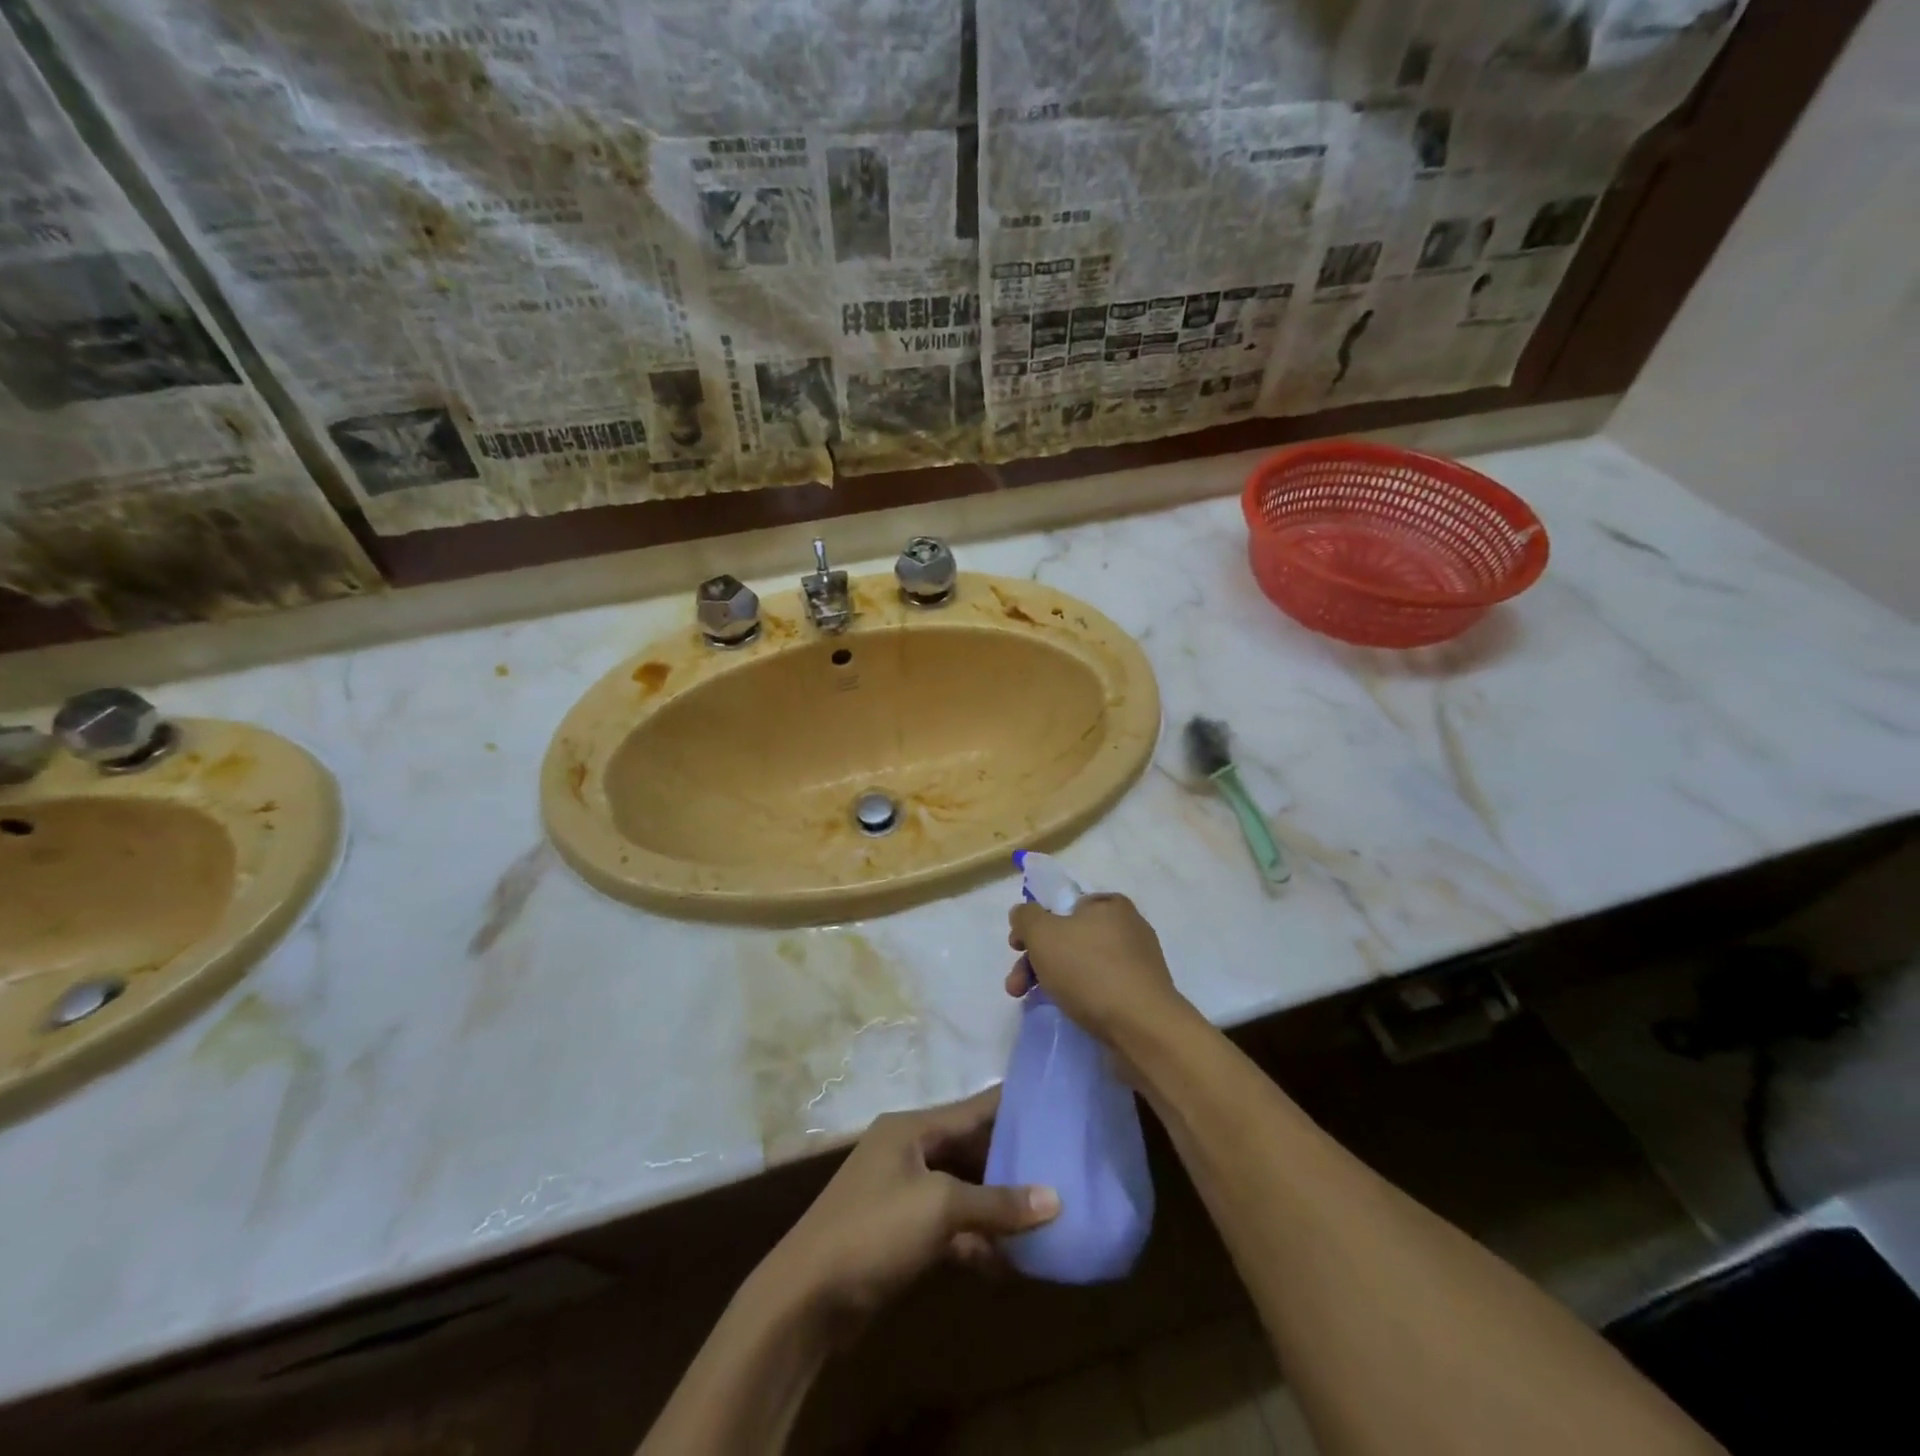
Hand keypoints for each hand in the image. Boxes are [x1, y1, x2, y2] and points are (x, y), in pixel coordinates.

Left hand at [758, 1088, 1058, 1330]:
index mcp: (912, 1128)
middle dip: (1012, 1162)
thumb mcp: (940, 1208)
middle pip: (970, 1148)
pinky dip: (976, 1239)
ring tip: (1046, 1216)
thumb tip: (1055, 1199)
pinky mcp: (901, 1233)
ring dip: (997, 1206)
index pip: (974, 1108)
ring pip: (962, 1189)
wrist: (805, 1298)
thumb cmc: (873, 1232)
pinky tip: (1010, 1262)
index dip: (1014, 1108)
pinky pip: (949, 1225)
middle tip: (1061, 1168)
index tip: (1058, 1106)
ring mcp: (903, 1192)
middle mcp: (908, 1151)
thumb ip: (997, 1204)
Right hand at [1007, 893, 1188, 1045]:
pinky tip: (1066, 1010)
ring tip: (1029, 1001)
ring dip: (1051, 979)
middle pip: (1068, 937)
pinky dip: (1079, 995)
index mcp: (1109, 905)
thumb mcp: (1044, 934)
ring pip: (1081, 964)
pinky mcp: (1141, 994)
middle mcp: (1127, 927)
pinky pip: (1100, 987)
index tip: (1016, 948)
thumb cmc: (1090, 971)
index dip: (1035, 924)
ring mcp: (1137, 963)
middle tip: (1016, 985)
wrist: (1142, 1028)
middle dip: (1035, 959)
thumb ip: (1026, 917)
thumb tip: (1023, 913)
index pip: (1063, 906)